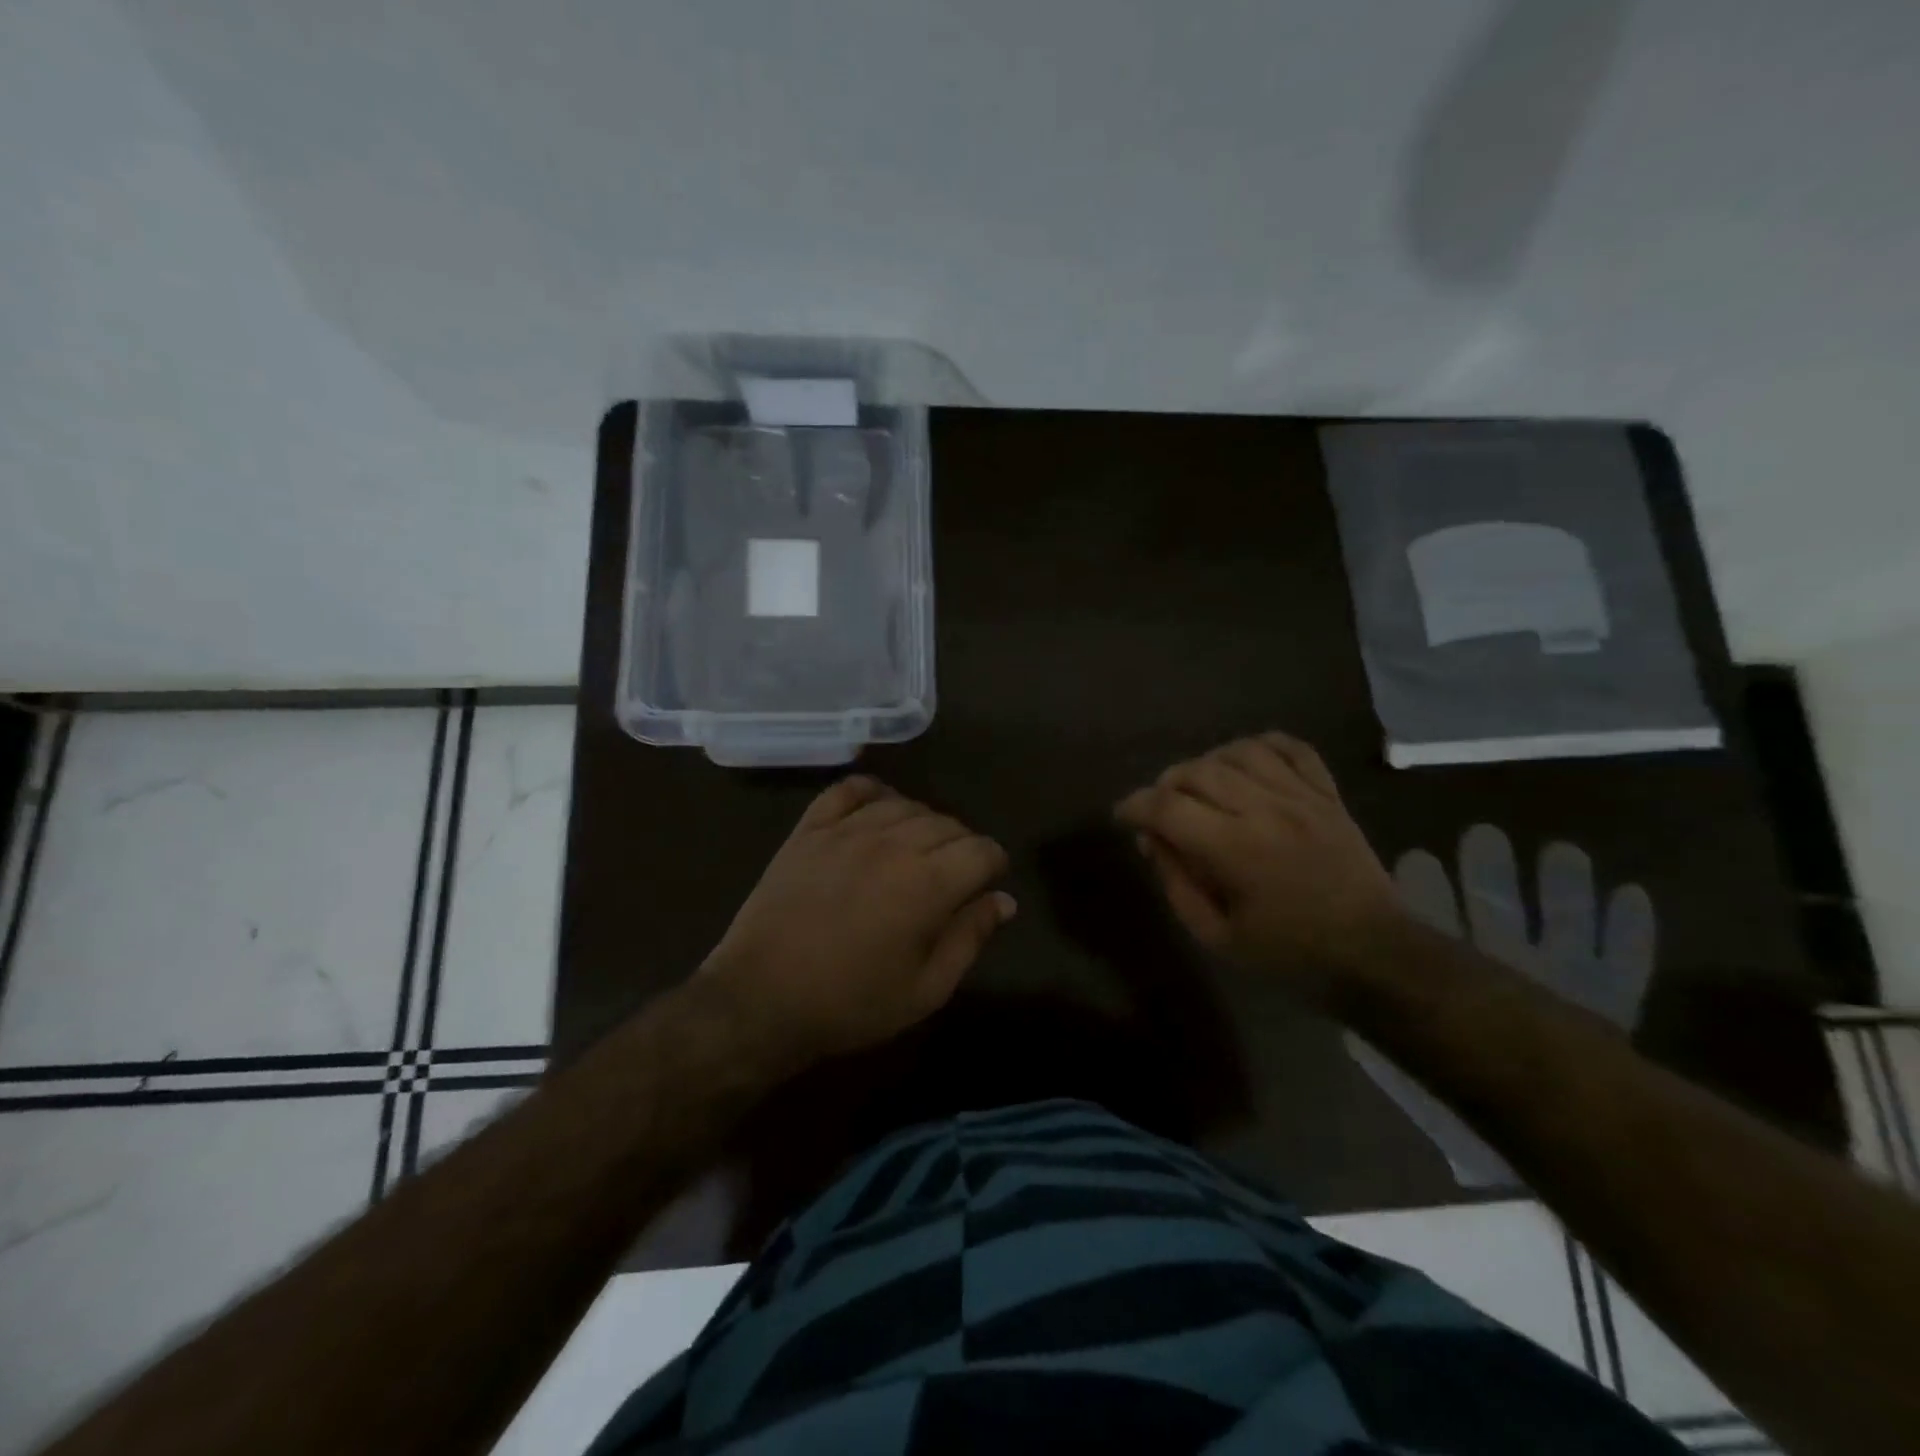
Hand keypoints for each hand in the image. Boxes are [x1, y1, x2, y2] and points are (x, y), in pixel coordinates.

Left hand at [702, 776, 1014, 1064]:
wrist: (760, 1000)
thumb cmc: (850, 1004)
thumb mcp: (925, 990)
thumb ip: (970, 938)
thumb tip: (1004, 900)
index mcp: (928, 884)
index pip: (982, 849)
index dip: (994, 864)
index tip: (987, 882)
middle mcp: (892, 844)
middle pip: (948, 823)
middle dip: (962, 846)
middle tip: (952, 876)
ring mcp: (847, 830)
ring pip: (905, 804)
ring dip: (923, 822)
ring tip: (917, 850)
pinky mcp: (810, 829)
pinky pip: (849, 790)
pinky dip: (872, 792)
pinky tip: (878, 810)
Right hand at [1115, 732, 1399, 988]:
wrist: (1375, 951)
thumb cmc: (1290, 953)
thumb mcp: (1217, 936)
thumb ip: (1177, 884)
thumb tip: (1151, 841)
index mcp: (1236, 849)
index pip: (1167, 806)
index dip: (1134, 805)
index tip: (1123, 816)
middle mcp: (1266, 809)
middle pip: (1197, 770)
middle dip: (1166, 785)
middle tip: (1162, 809)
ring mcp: (1302, 796)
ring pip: (1239, 751)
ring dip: (1207, 763)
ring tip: (1201, 787)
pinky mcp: (1328, 793)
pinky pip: (1291, 747)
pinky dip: (1261, 745)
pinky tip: (1246, 763)